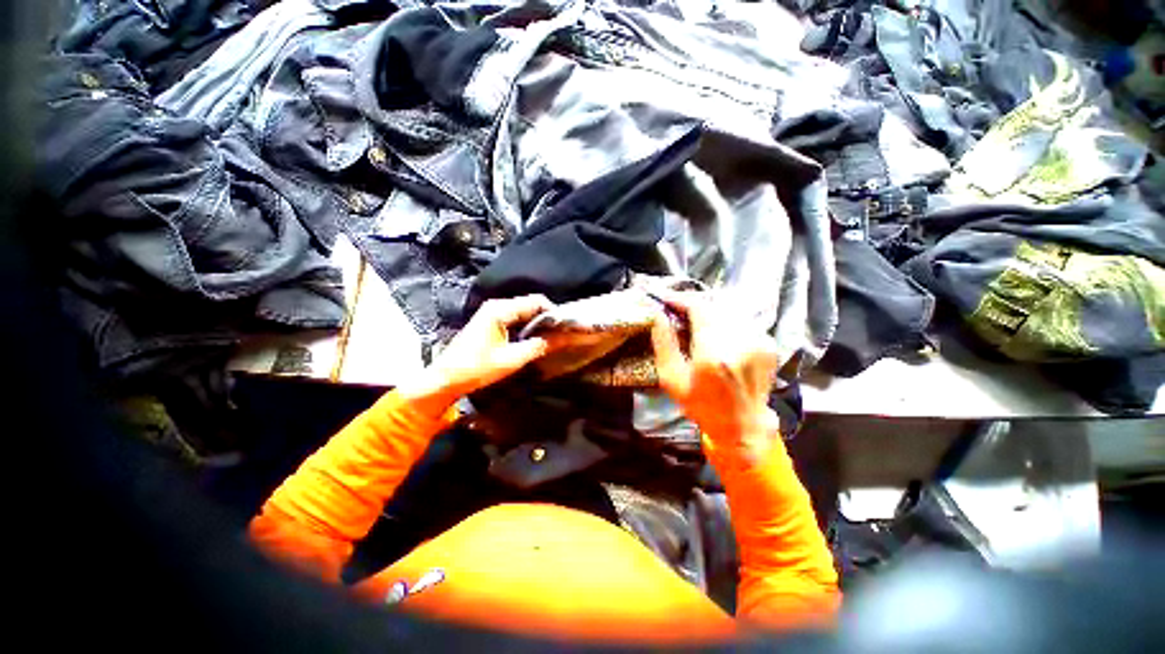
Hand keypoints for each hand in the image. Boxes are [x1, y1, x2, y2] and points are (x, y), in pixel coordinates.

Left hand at [397, 295, 559, 416]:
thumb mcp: (511, 359)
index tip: (565, 327)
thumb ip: (538, 346)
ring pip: (524, 312)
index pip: (536, 301)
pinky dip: (527, 328)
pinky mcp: (490, 322)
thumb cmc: (476, 368)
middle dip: (546, 318)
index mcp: (500, 309)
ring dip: (537, 324)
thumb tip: (562, 338)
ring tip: (551, 339)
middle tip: (561, 335)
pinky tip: (534, 340)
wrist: (445, 379)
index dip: (553, 312)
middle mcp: (497, 306)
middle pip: (530, 305)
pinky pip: (515, 319)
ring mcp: (492, 313)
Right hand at [650, 290, 780, 465]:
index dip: (680, 298)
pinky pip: (741, 318)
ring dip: (709, 307)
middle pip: (715, 303)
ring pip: (729, 308)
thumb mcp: (672, 378)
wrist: (743, 425)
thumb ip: (663, 343)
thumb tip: (656, 314)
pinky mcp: (768, 343)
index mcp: (714, 354)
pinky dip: (724, 317)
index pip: (698, 308)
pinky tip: (713, 326)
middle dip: (693, 301)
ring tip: (693, 314)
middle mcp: (741, 342)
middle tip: (676, 305)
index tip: (665, 297)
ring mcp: (759, 341)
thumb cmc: (701, 405)